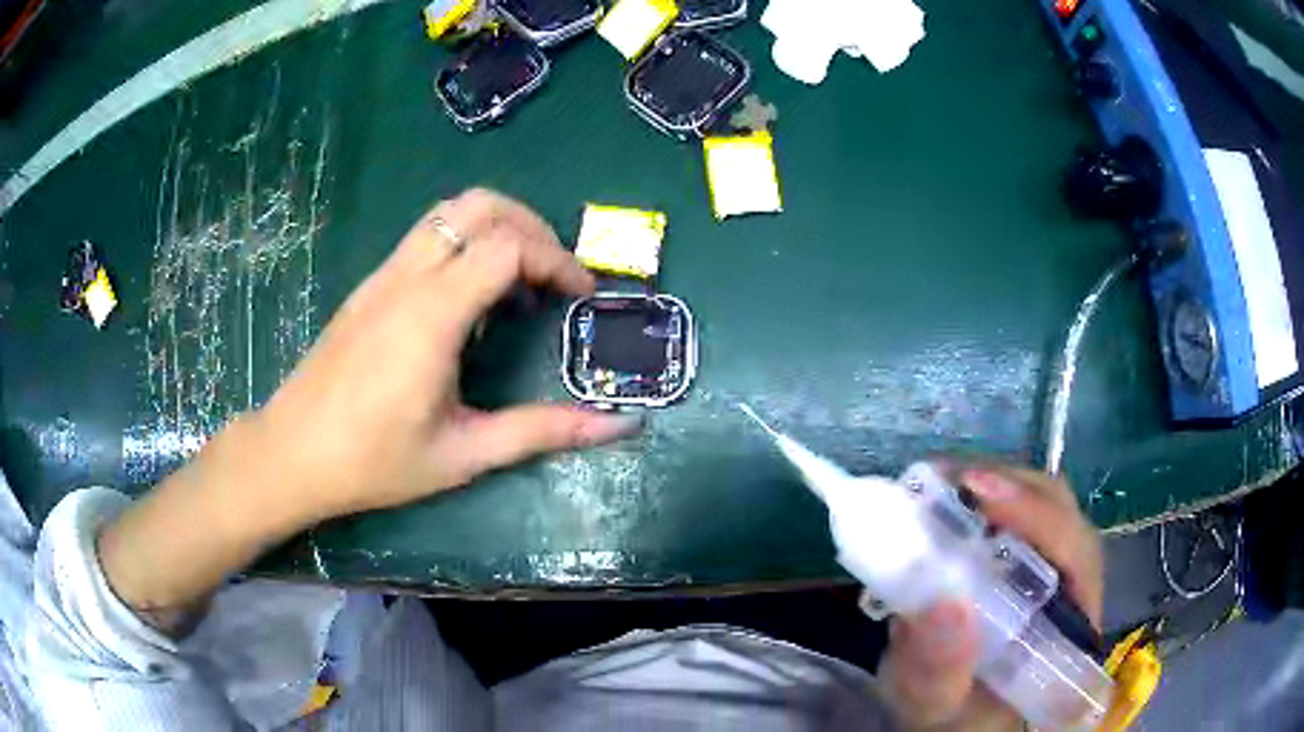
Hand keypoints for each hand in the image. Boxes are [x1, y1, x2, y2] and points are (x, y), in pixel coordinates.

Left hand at [256, 188, 640, 519]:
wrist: (291, 454)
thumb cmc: (373, 462)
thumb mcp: (463, 454)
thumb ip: (541, 432)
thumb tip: (617, 426)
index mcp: (431, 315)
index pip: (508, 245)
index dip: (557, 260)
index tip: (580, 297)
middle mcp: (406, 278)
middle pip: (479, 205)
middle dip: (531, 226)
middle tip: (554, 275)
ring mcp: (382, 276)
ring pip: (448, 212)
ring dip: (496, 228)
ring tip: (518, 281)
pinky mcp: (369, 286)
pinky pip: (426, 237)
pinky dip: (465, 244)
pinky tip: (469, 302)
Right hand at [878, 464, 1103, 730]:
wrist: (954, 721)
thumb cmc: (952, 720)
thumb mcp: (936, 707)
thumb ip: (939, 673)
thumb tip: (943, 604)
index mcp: (1073, 629)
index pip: (1077, 553)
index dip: (1037, 516)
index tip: (977, 492)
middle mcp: (1076, 587)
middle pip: (1063, 513)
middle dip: (1010, 488)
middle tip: (948, 482)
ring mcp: (1056, 569)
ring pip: (1045, 504)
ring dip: (996, 485)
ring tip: (942, 485)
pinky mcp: (1031, 561)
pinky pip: (1019, 514)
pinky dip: (984, 497)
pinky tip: (950, 501)